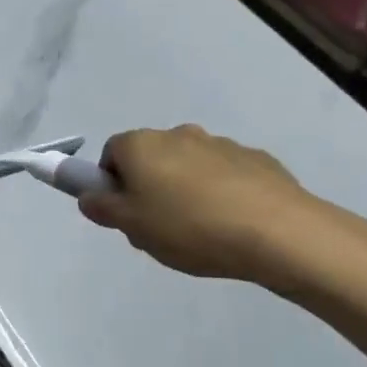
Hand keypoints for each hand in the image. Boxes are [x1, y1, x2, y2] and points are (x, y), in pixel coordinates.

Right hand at [78, 125, 363, 291]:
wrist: (277, 232)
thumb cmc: (189, 228)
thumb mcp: (134, 228)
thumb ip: (103, 209)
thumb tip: (89, 196)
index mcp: (142, 146)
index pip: (111, 153)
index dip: (112, 183)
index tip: (124, 212)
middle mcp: (178, 134)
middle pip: (151, 157)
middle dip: (149, 186)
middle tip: (158, 227)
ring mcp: (220, 143)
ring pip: (188, 165)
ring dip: (186, 188)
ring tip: (201, 230)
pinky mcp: (256, 159)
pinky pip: (225, 174)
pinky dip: (221, 192)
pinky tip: (232, 224)